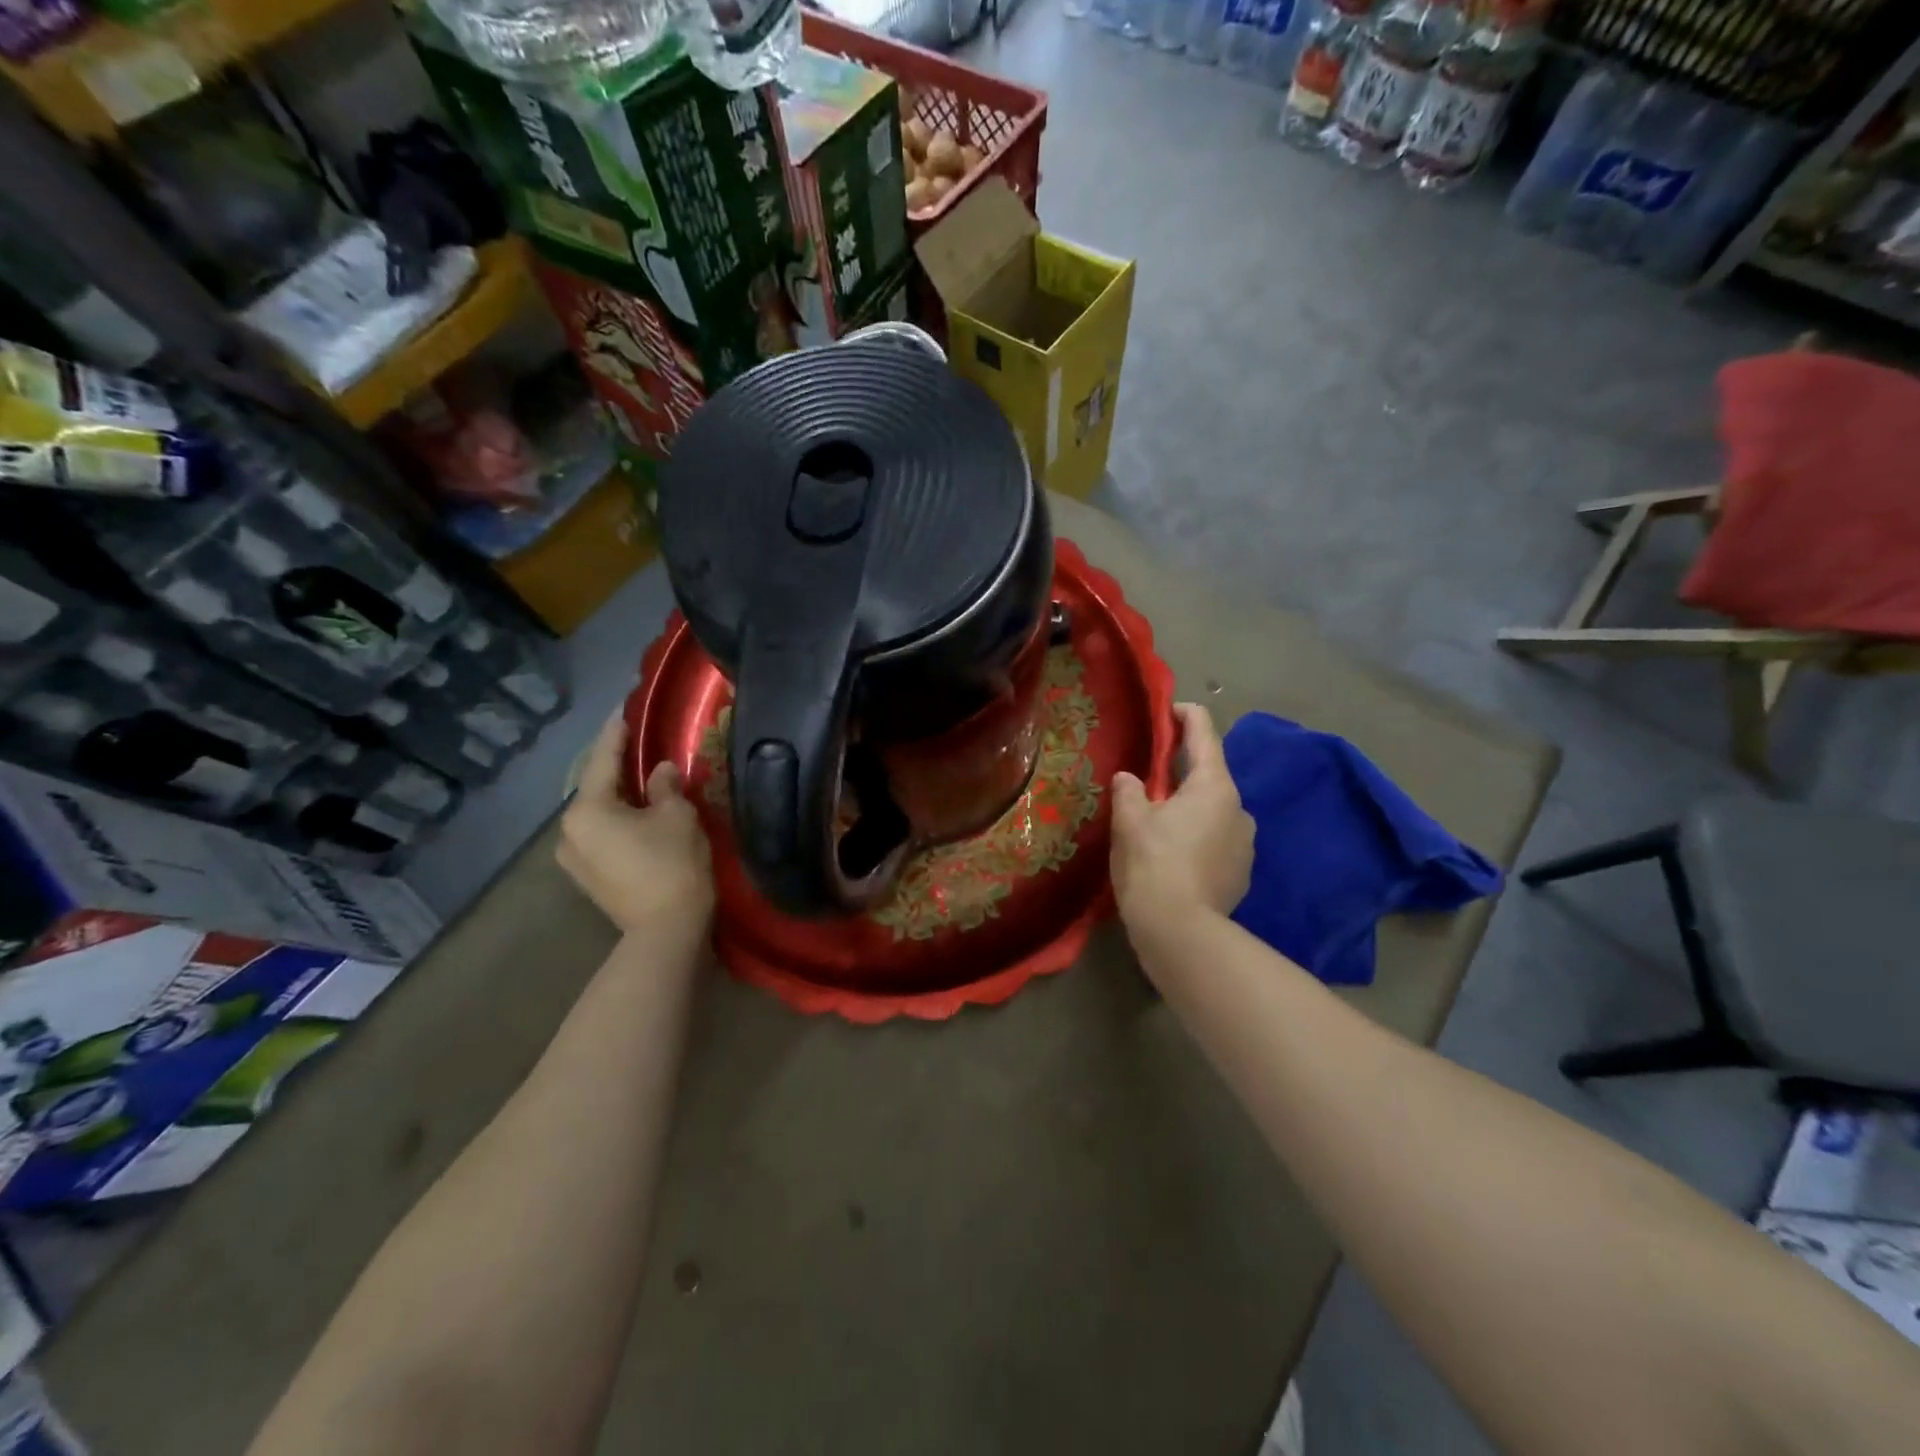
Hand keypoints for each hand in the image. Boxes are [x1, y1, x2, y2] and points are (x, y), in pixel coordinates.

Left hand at [558, 713, 713, 939]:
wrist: (666, 930)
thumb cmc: (672, 864)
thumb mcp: (676, 815)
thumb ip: (665, 786)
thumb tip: (661, 771)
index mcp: (587, 809)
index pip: (602, 759)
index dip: (616, 733)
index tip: (623, 710)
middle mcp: (569, 831)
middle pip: (594, 787)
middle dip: (616, 766)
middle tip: (637, 744)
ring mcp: (574, 858)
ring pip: (597, 813)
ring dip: (617, 796)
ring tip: (641, 780)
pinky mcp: (587, 877)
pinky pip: (600, 834)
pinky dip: (617, 819)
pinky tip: (637, 814)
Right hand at [1110, 703, 1253, 932]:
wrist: (1180, 932)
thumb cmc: (1153, 863)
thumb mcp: (1130, 820)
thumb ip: (1129, 790)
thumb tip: (1129, 779)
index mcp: (1214, 786)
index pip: (1204, 734)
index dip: (1186, 715)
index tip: (1169, 709)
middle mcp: (1239, 808)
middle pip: (1209, 776)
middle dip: (1180, 772)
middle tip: (1147, 778)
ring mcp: (1245, 843)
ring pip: (1213, 811)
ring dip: (1189, 808)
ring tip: (1157, 823)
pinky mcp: (1242, 873)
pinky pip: (1216, 841)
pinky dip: (1196, 838)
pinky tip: (1172, 856)